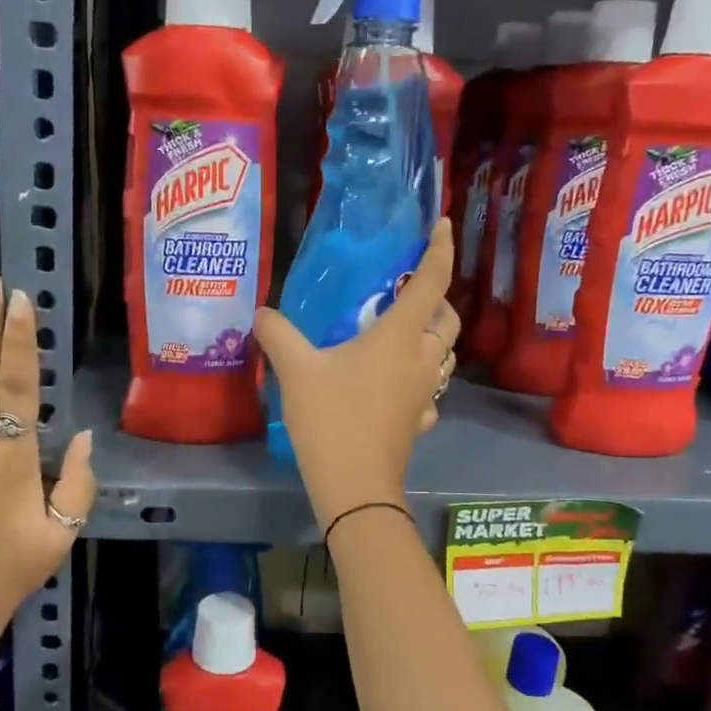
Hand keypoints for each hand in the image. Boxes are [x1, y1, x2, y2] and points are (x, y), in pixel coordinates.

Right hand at [254, 219, 458, 530]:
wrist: (354, 485)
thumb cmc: (331, 419)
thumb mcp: (296, 371)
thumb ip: (279, 334)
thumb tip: (262, 313)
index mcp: (399, 336)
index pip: (432, 280)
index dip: (440, 249)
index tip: (443, 225)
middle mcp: (422, 359)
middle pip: (448, 319)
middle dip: (436, 300)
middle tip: (407, 293)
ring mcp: (426, 393)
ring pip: (444, 355)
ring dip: (432, 338)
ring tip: (401, 335)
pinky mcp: (421, 421)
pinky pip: (430, 390)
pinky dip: (421, 379)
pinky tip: (397, 386)